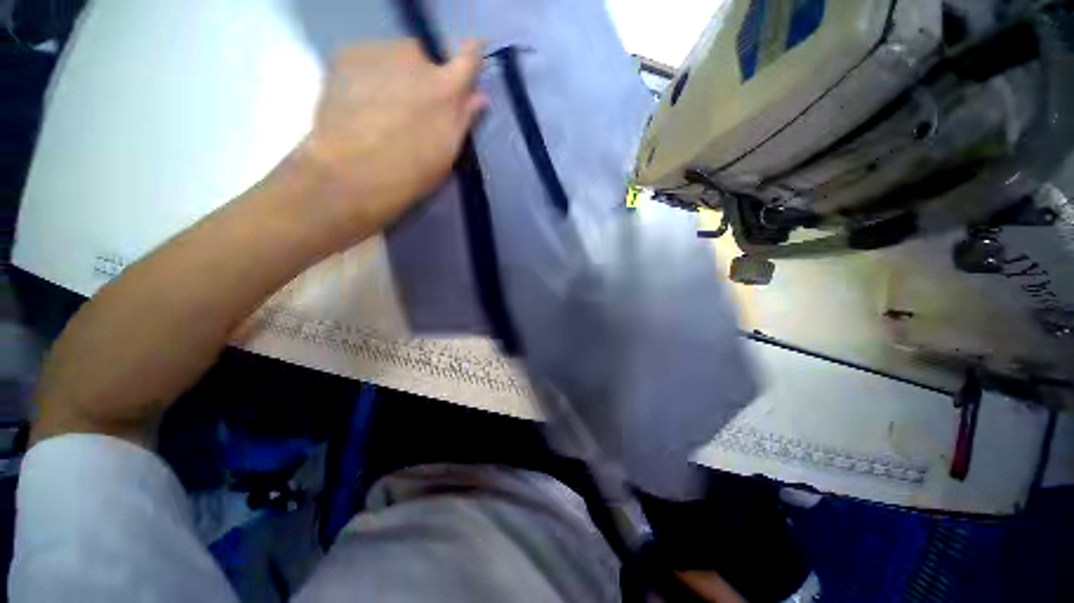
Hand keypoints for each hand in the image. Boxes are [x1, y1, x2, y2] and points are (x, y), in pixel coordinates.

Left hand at [292, 39, 486, 246]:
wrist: (352, 175)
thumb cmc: (410, 173)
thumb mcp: (447, 152)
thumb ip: (464, 120)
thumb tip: (478, 98)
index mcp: (446, 89)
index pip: (468, 55)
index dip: (470, 53)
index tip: (471, 52)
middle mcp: (415, 60)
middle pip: (424, 54)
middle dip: (421, 72)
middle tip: (411, 104)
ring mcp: (378, 53)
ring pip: (392, 55)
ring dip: (393, 72)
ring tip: (381, 107)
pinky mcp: (346, 56)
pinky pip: (365, 59)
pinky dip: (366, 75)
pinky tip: (359, 102)